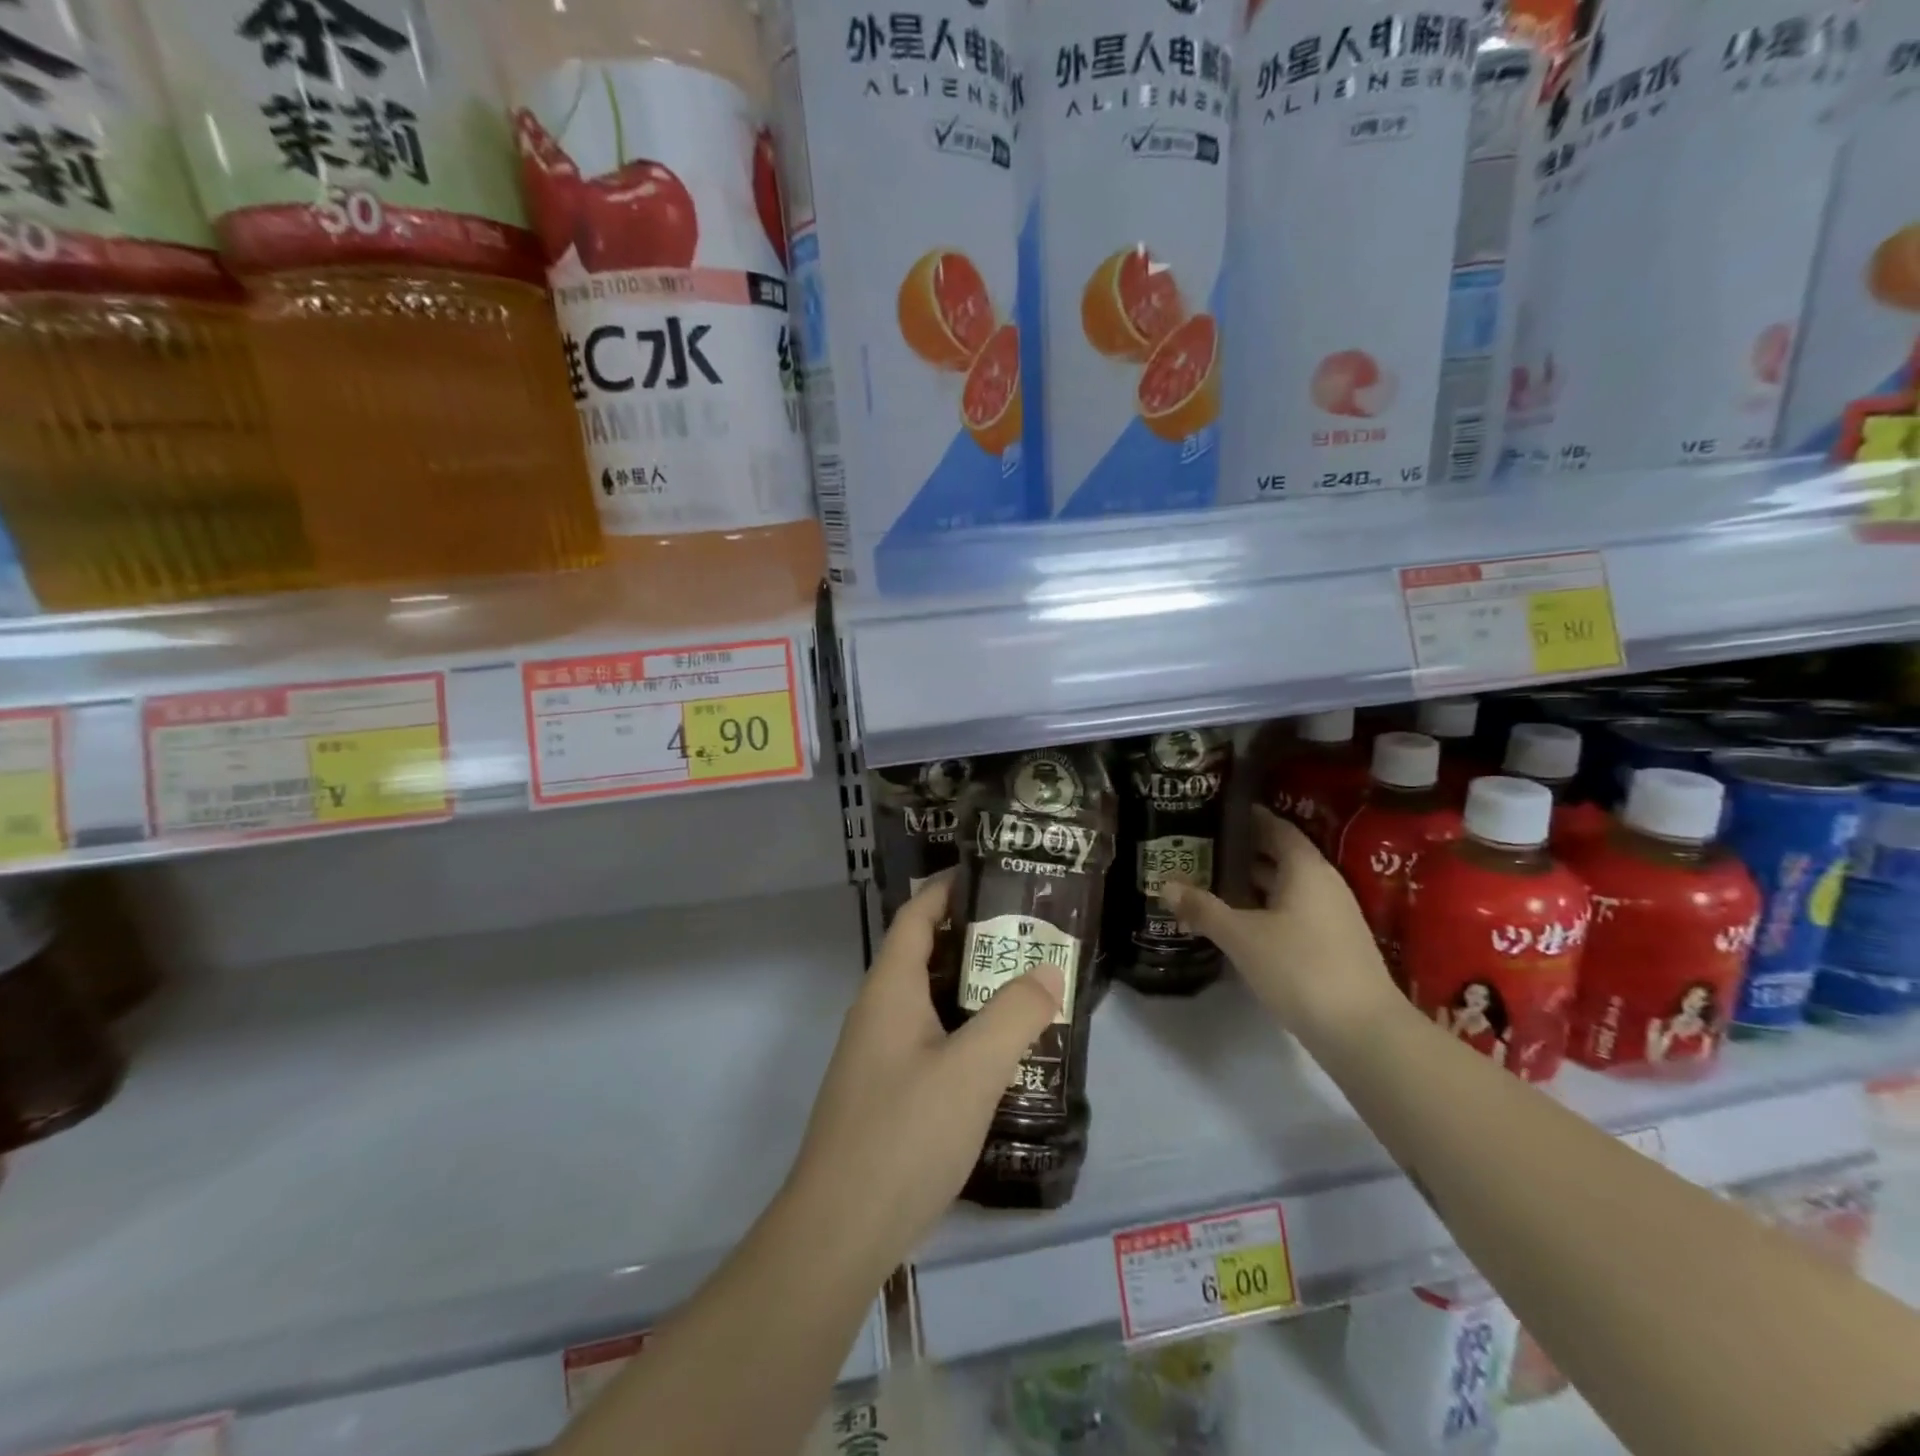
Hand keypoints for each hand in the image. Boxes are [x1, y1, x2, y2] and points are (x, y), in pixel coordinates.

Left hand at [782, 875, 1065, 1277]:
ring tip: (1025, 984)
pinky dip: (963, 1027)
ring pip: (928, 1000)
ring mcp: (878, 1054)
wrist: (839, 1232)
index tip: (993, 875)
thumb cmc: (904, 1135)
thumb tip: (1048, 971)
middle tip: (1029, 933)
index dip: (948, 889)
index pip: (916, 916)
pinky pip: (929, 1037)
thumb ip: (1015, 1015)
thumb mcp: (972, 1069)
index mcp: (889, 989)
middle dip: (973, 937)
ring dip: (971, 986)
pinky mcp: (885, 1092)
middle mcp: (878, 1012)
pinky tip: (998, 1050)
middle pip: (924, 954)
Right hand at [1161, 806, 1397, 1044]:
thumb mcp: (1242, 937)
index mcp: (1306, 869)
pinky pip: (1291, 912)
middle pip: (1279, 856)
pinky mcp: (1331, 945)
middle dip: (1241, 852)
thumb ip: (1203, 908)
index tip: (1213, 813)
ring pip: (1284, 887)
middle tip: (1199, 847)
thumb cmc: (1300, 968)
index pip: (1276, 827)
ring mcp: (1331, 917)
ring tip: (1208, 881)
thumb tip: (1165, 885)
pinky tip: (1236, 922)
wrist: (1363, 1033)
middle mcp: (1323, 884)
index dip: (1247, 818)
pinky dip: (1263, 909)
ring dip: (1250, 883)